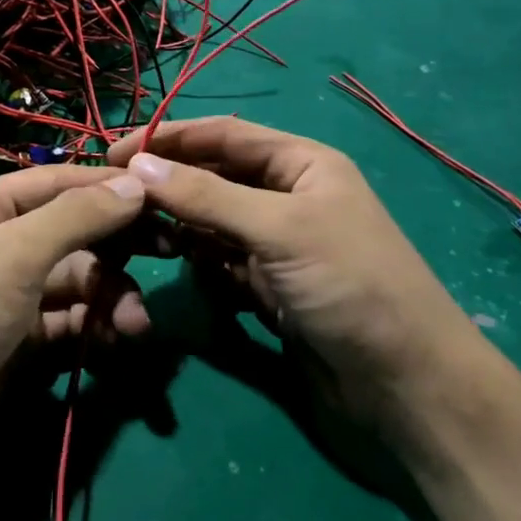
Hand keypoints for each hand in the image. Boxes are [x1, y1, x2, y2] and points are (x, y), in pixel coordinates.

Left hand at [0, 165, 149, 493]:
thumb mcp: (14, 254)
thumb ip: (77, 217)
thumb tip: (135, 184)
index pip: (57, 182)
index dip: (109, 188)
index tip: (162, 198)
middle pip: (69, 233)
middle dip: (114, 251)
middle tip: (169, 256)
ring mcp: (1, 295)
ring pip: (71, 283)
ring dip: (107, 298)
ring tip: (134, 327)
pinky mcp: (11, 342)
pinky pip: (62, 322)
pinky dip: (89, 329)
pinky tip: (113, 343)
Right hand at [108, 117, 485, 432]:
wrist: (405, 385)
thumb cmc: (350, 285)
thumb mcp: (279, 229)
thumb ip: (206, 196)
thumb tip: (137, 165)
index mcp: (302, 164)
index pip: (224, 135)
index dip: (169, 137)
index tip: (115, 152)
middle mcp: (288, 197)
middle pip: (214, 176)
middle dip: (169, 183)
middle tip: (114, 195)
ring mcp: (277, 245)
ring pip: (212, 222)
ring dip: (179, 224)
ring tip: (137, 233)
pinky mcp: (268, 288)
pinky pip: (220, 263)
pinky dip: (198, 262)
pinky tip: (176, 265)